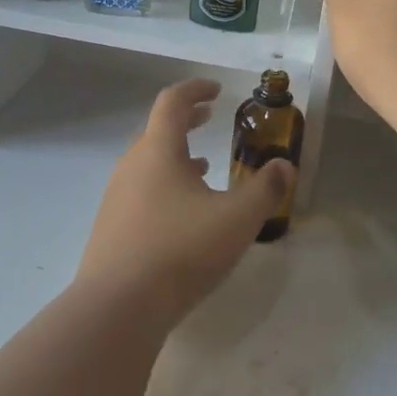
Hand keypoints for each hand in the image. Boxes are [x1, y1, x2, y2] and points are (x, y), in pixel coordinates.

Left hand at [76, 79, 292, 327]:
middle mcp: (131, 167)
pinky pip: (141, 193)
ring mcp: (116, 198)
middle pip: (157, 131)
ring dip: (176, 158)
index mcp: (158, 151)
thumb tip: (284, 166)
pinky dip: (165, 187)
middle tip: (208, 118)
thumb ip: (266, 189)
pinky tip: (183, 215)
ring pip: (148, 164)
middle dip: (186, 121)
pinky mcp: (111, 228)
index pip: (172, 102)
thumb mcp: (237, 219)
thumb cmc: (181, 250)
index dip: (195, 89)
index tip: (217, 90)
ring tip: (204, 168)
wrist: (118, 306)